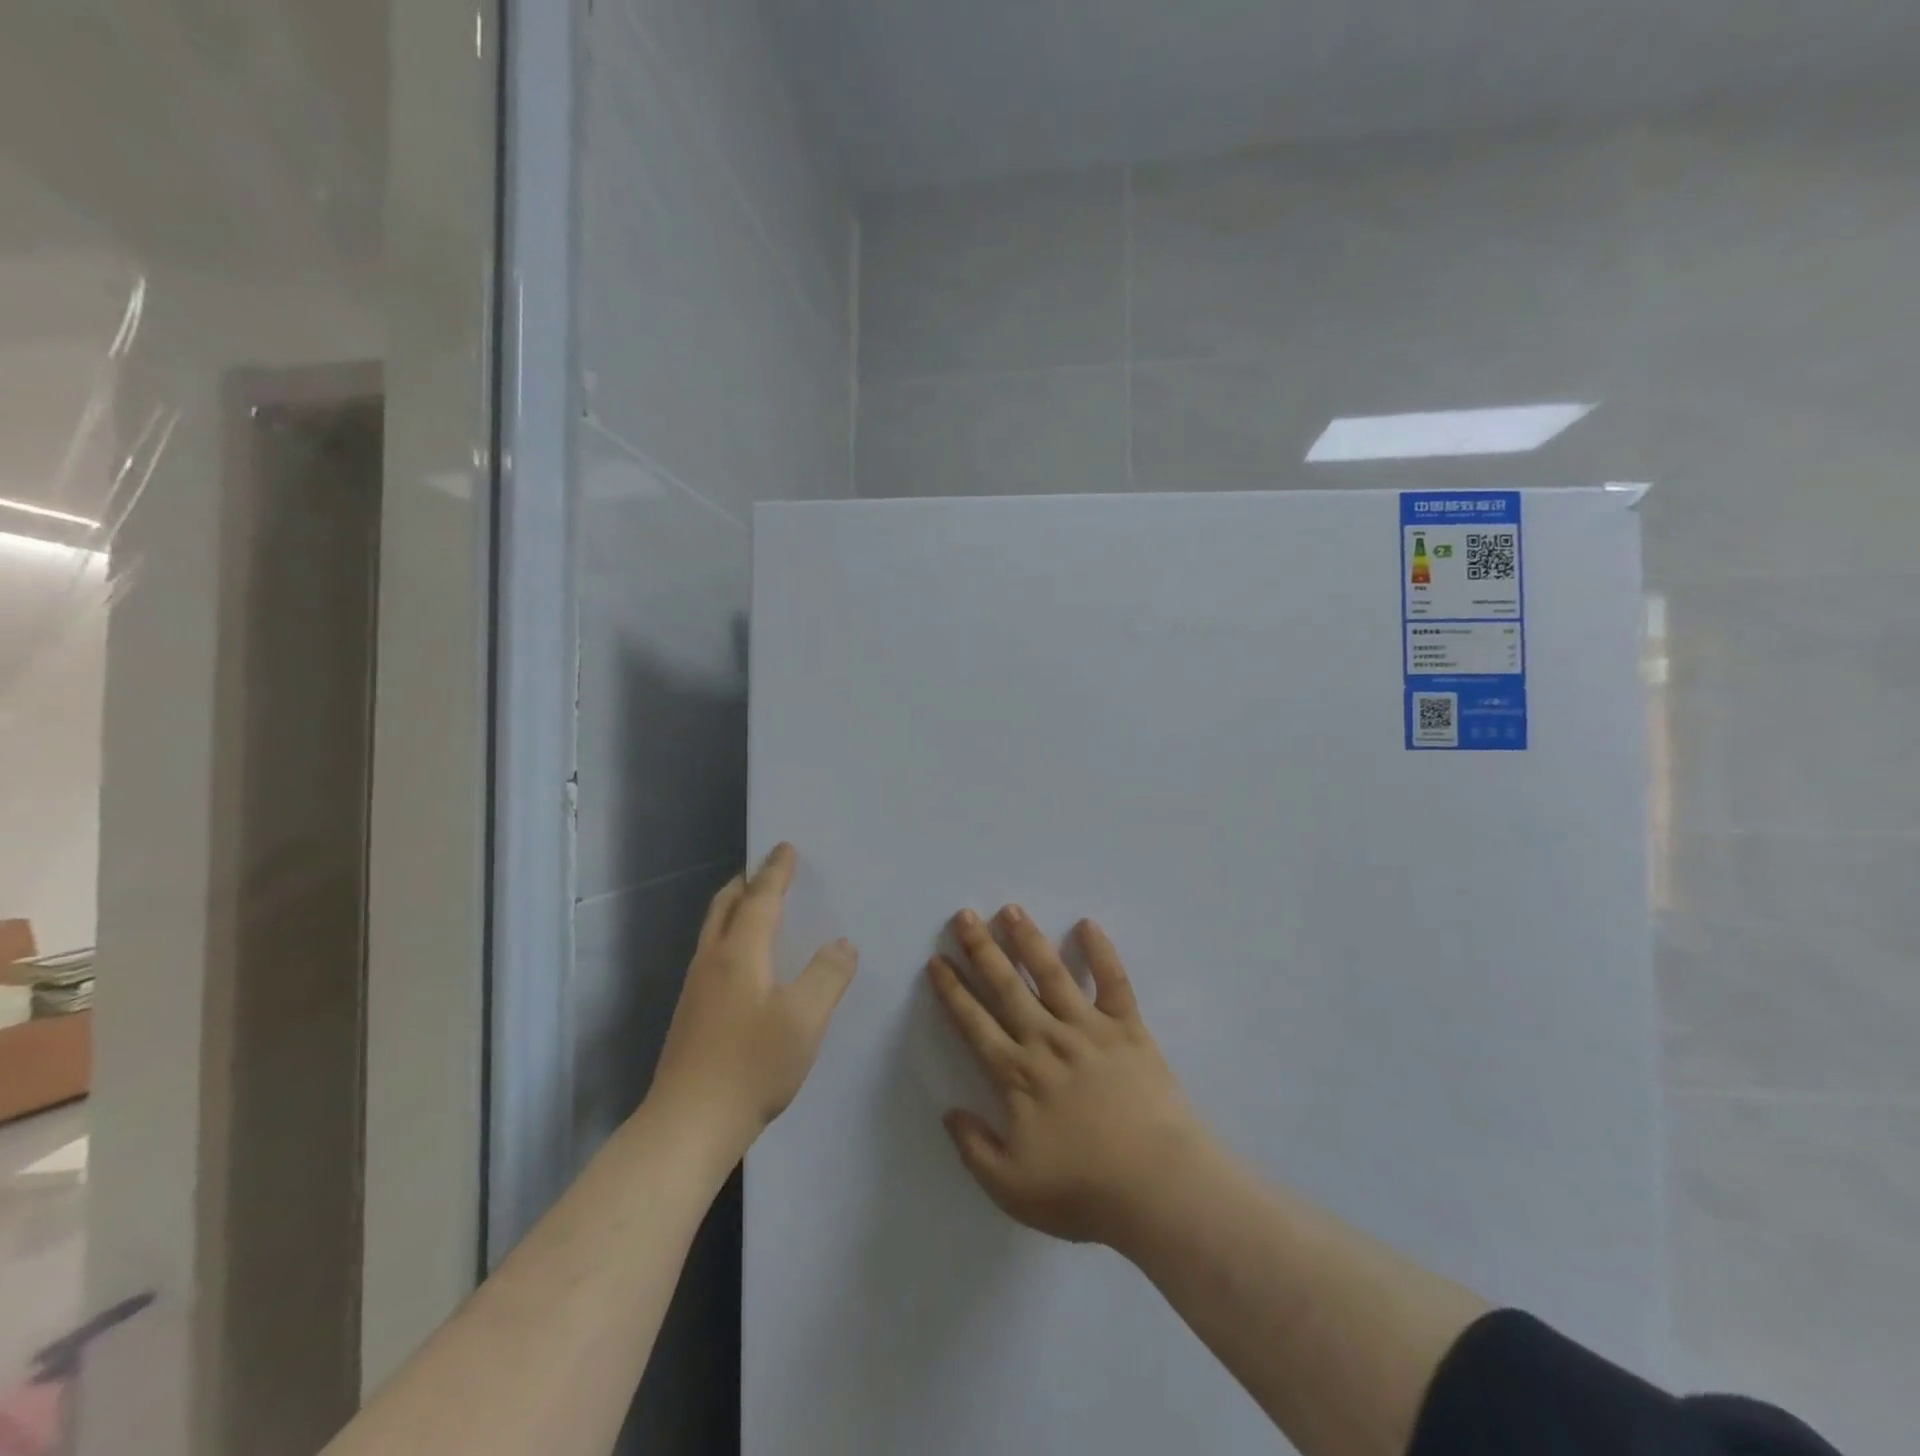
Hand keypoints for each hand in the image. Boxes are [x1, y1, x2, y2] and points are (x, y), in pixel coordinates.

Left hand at [649, 844, 857, 1159]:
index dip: (775, 872)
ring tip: (756, 908)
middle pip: (725, 906)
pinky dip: (731, 937)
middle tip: (766, 870)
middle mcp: (712, 962)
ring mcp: (696, 990)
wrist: (687, 1127)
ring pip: (714, 931)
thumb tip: (842, 945)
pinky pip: (713, 955)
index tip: (785, 847)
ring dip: (735, 908)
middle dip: (746, 882)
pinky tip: (746, 964)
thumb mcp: (805, 1019)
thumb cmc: (751, 1066)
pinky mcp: (691, 1016)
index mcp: (739, 953)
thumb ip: (828, 975)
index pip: (760, 899)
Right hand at [928, 907, 1205, 1248]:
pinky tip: (1087, 924)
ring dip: (1028, 939)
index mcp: (1017, 1075)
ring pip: (1051, 973)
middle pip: (1007, 986)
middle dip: (981, 949)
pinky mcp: (1128, 1027)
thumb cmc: (1084, 1190)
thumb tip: (948, 1112)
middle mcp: (1047, 1040)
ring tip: (1011, 910)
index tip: (937, 961)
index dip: (952, 991)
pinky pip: (1113, 981)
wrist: (1159, 1187)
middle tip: (964, 915)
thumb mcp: (1012, 1188)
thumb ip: (974, 1148)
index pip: (974, 1023)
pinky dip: (1101, 951)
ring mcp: (1088, 1028)